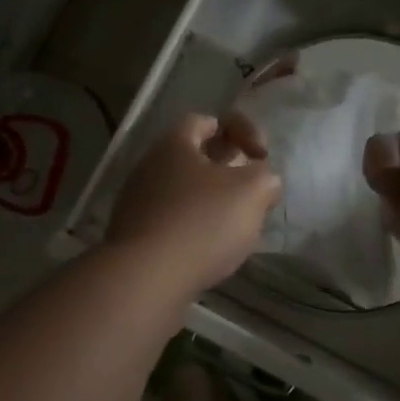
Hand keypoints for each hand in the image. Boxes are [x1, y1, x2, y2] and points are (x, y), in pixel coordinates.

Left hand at [105, 112, 281, 297]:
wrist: (145, 279)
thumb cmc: (202, 222)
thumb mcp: (251, 191)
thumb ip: (264, 177)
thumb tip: (263, 180)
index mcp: (174, 144)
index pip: (206, 121)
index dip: (240, 129)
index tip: (261, 155)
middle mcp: (149, 166)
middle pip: (194, 158)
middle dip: (227, 171)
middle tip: (251, 192)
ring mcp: (136, 203)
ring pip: (183, 192)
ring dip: (211, 203)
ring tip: (235, 227)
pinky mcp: (134, 237)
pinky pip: (171, 222)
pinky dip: (193, 230)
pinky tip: (210, 251)